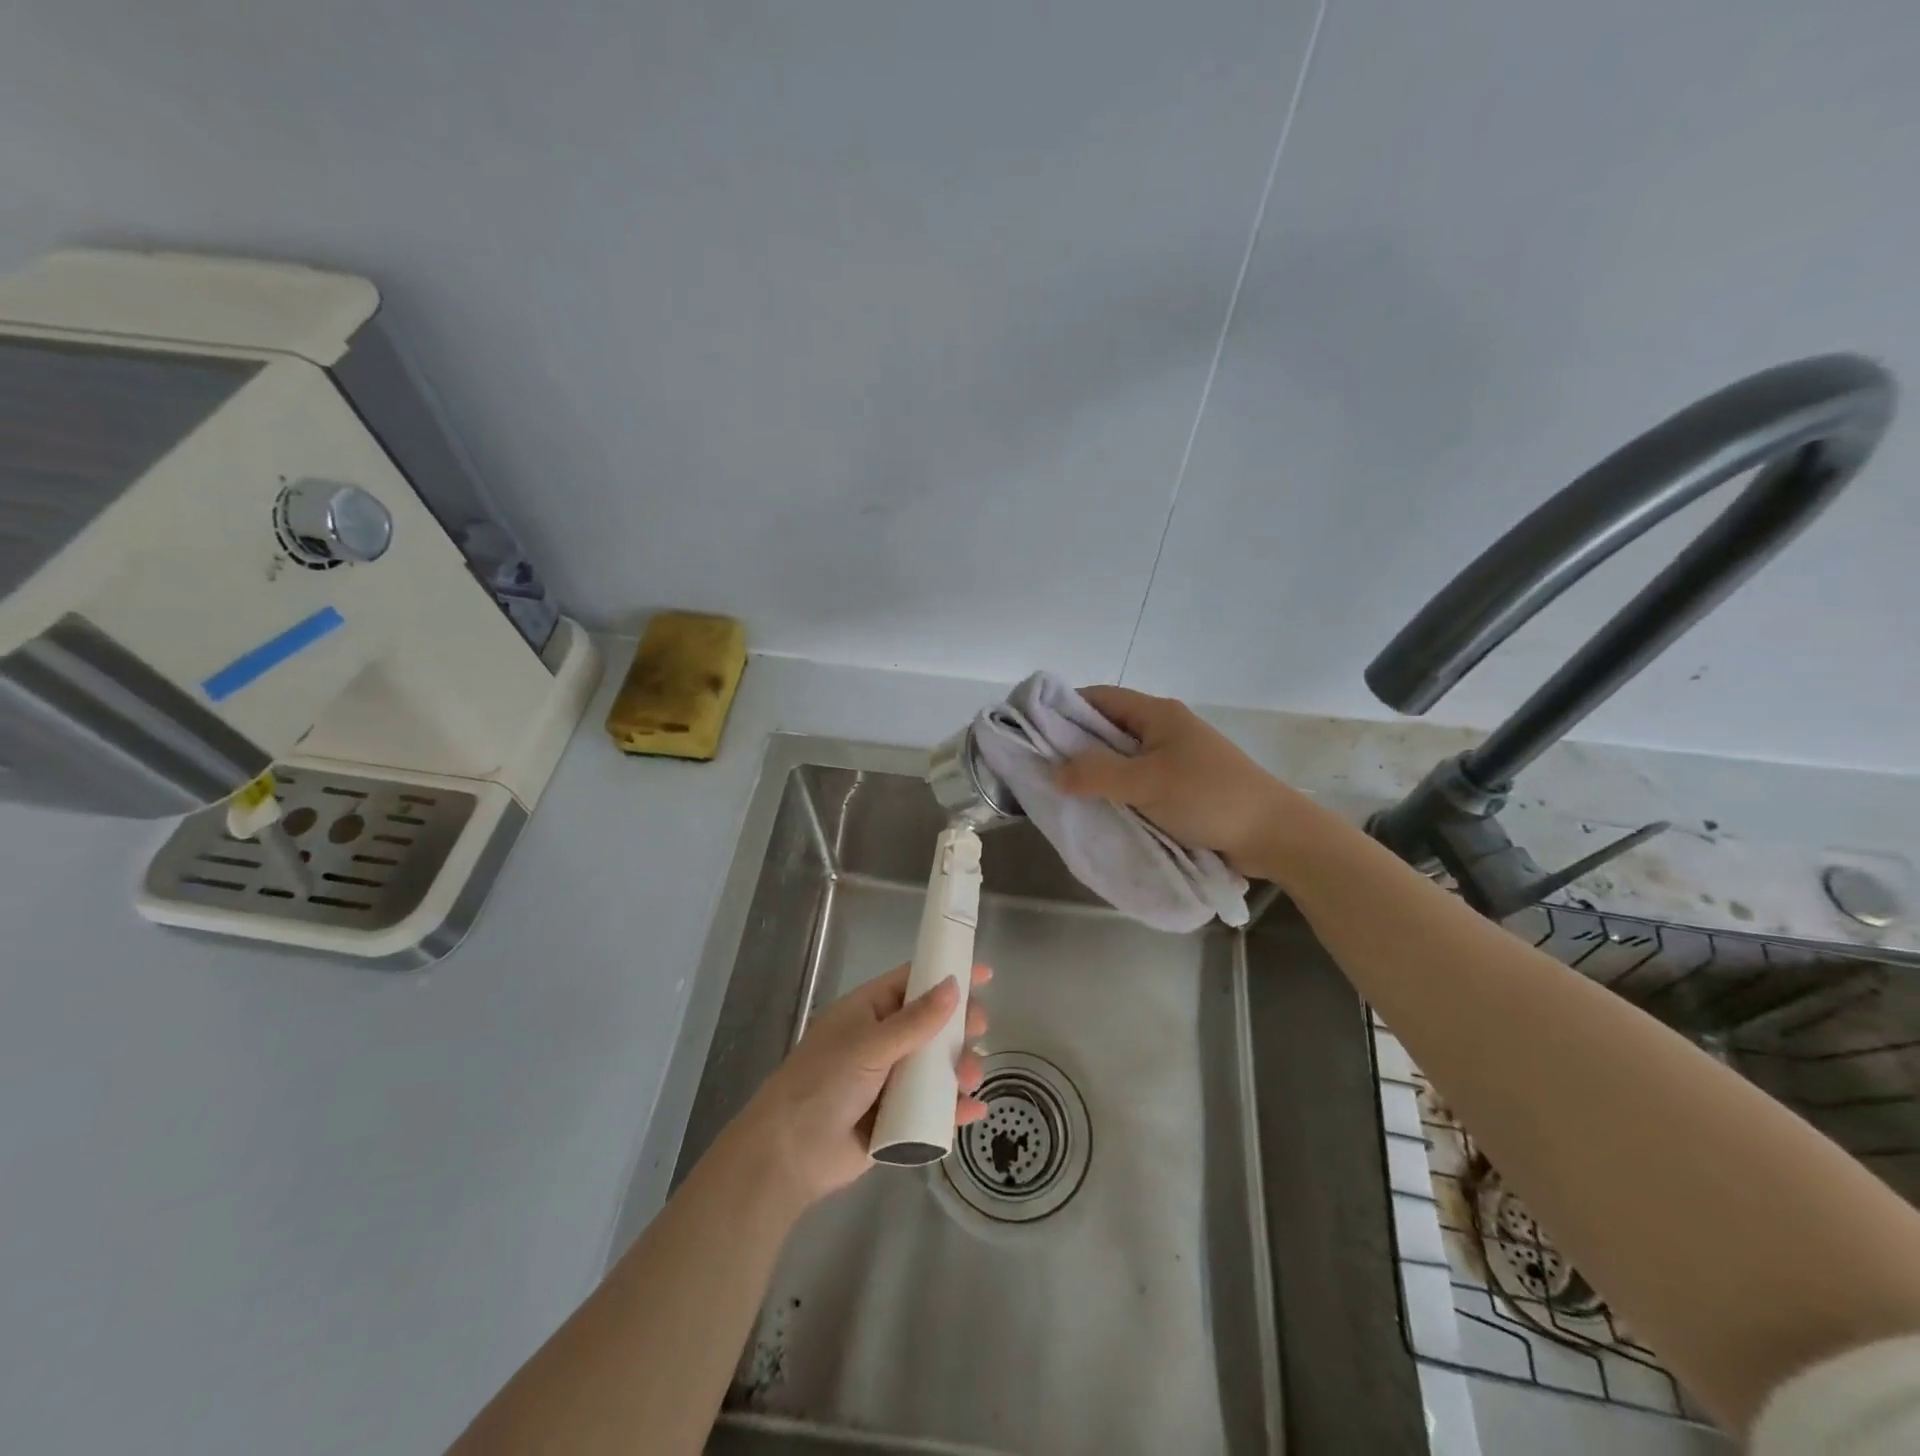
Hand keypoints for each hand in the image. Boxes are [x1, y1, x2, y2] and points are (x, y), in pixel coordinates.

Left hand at [735, 962, 990, 1210]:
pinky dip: (956, 1108)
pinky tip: (975, 1109)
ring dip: (961, 1067)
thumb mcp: (869, 1046)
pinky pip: (934, 1107)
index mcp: (869, 1011)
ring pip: (937, 1066)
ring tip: (971, 1077)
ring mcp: (891, 1080)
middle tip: (981, 1030)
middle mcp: (883, 1041)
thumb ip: (915, 1020)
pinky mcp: (898, 1119)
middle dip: (960, 1025)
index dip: (947, 974)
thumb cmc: (823, 1083)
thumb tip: (953, 985)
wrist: (789, 1155)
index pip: (913, 982)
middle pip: (932, 1024)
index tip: (985, 974)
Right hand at [1053, 685, 1307, 876]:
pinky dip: (1115, 792)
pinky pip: (1135, 783)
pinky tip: (1096, 809)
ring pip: (1120, 759)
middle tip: (1038, 766)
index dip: (1064, 708)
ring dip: (1094, 773)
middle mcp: (1162, 730)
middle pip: (1106, 729)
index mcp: (1157, 714)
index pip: (1099, 698)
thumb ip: (1096, 774)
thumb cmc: (1208, 797)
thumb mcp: (1146, 783)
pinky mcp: (1180, 788)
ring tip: (1060, 791)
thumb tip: (1053, 771)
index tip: (1031, 728)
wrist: (1273, 835)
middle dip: (1073, 745)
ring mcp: (1172, 760)